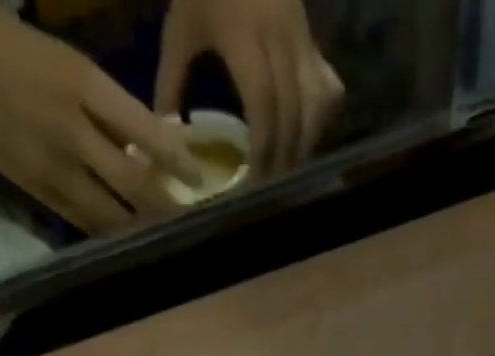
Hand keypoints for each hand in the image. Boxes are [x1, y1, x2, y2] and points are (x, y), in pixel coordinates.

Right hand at [0, 4, 199, 233]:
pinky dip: (110, 233)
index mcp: (82, 83)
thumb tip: (150, 150)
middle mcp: (72, 128)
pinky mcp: (36, 189)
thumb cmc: (3, 44)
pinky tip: (128, 241)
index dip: (178, 161)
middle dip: (168, 208)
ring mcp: (53, 164)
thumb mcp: (63, 60)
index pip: (146, 132)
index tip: (199, 178)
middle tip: (194, 223)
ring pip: (112, 213)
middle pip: (135, 184)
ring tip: (167, 240)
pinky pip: (84, 221)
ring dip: (142, 231)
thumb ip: (106, 108)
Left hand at [155, 0, 344, 177]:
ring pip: (315, 106)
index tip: (255, 182)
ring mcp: (302, 38)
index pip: (264, 105)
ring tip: (287, 171)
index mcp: (244, 35)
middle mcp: (281, 38)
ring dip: (304, 145)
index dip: (263, 149)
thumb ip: (172, 80)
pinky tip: (305, 139)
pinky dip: (320, 121)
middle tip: (271, 190)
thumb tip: (167, 134)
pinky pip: (327, 91)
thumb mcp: (181, 26)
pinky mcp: (314, 42)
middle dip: (283, 157)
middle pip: (292, 113)